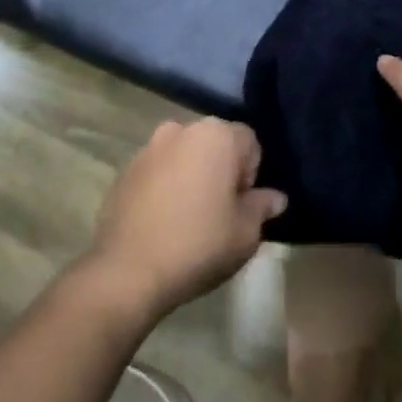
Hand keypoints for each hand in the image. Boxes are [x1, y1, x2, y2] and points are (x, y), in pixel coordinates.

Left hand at [87, 119, 287, 317]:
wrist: (127, 272)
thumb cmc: (198, 245)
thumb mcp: (245, 233)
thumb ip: (262, 207)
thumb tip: (275, 198)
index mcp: (217, 135)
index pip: (249, 142)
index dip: (251, 175)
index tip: (241, 207)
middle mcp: (183, 129)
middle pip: (215, 144)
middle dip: (220, 171)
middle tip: (219, 213)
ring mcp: (150, 147)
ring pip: (184, 156)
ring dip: (191, 176)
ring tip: (188, 218)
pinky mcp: (125, 170)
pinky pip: (158, 171)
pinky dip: (164, 187)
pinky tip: (162, 222)